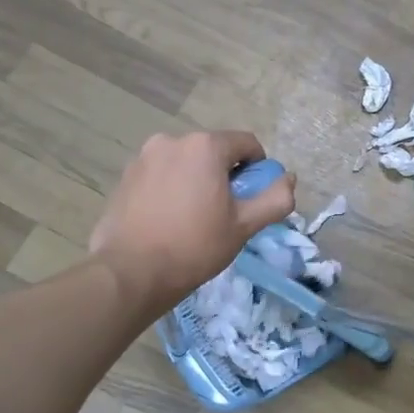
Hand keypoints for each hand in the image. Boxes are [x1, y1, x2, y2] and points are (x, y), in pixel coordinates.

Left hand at [90, 131, 295, 314]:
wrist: (131, 272)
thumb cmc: (195, 246)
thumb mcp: (244, 226)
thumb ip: (275, 199)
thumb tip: (288, 179)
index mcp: (205, 146)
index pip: (246, 143)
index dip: (257, 169)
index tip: (251, 198)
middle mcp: (173, 140)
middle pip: (213, 151)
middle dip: (224, 174)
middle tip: (224, 212)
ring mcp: (144, 157)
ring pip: (186, 163)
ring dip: (196, 180)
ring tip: (192, 218)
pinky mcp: (125, 176)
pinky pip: (161, 174)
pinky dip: (171, 188)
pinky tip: (168, 219)